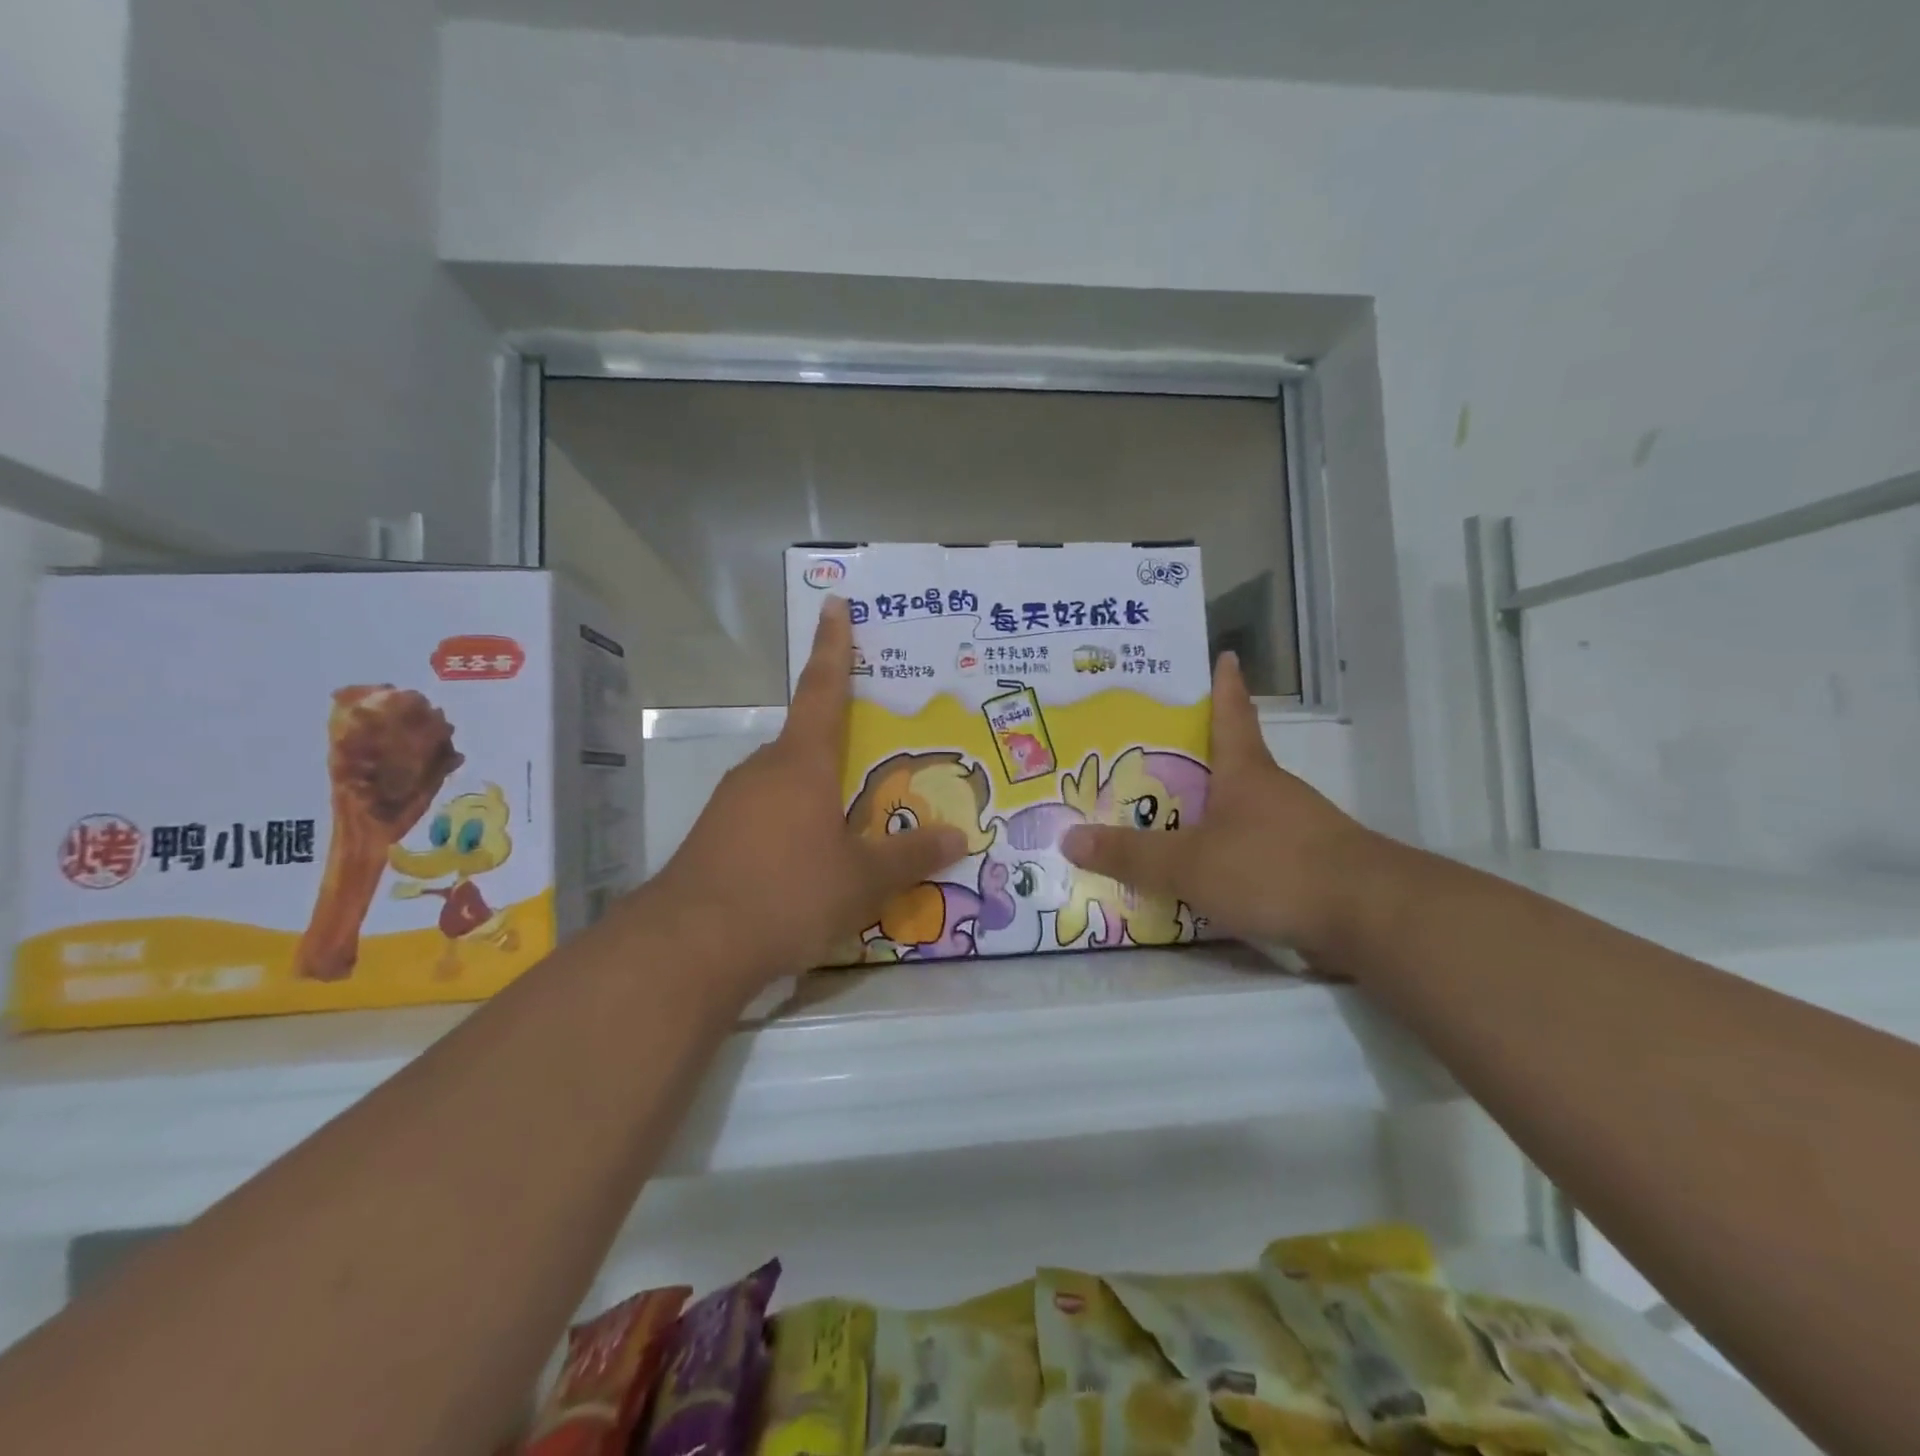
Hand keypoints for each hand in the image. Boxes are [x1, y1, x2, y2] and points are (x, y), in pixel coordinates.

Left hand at [648, 597, 964, 987]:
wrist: (689, 946)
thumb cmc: (788, 894)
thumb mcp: (862, 881)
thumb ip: (911, 856)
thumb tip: (958, 836)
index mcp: (802, 763)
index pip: (823, 689)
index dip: (834, 646)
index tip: (833, 604)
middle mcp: (763, 770)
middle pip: (807, 743)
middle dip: (839, 749)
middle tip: (873, 765)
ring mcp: (731, 803)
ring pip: (785, 784)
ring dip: (815, 795)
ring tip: (849, 830)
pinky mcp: (713, 836)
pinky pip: (764, 816)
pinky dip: (791, 827)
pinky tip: (805, 866)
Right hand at [1060, 652, 1389, 956]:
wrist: (1370, 917)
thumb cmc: (1272, 868)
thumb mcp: (1189, 863)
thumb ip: (1131, 855)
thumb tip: (1068, 838)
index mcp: (1246, 772)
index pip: (1232, 714)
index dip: (1225, 685)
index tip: (1225, 655)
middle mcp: (1273, 792)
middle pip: (1232, 764)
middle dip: (1196, 760)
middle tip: (1148, 759)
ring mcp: (1298, 830)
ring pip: (1243, 811)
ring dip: (1210, 813)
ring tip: (1165, 825)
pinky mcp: (1310, 869)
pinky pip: (1256, 852)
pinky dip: (1229, 855)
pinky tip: (1205, 877)